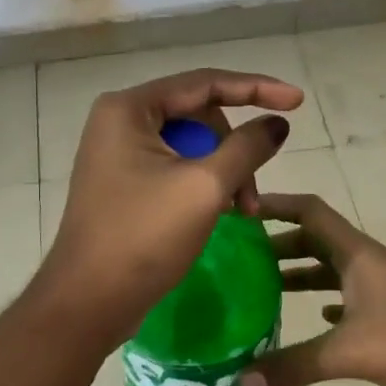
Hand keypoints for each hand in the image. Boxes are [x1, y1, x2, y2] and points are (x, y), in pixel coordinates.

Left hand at [37, 68, 301, 342]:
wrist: (87, 302)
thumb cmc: (144, 238)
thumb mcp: (205, 188)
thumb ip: (246, 147)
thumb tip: (277, 123)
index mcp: (129, 108)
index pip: (204, 83)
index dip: (256, 88)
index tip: (297, 101)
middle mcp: (118, 120)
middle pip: (197, 116)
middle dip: (234, 150)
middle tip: (253, 197)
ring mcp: (117, 153)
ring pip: (188, 145)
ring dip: (222, 172)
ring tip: (241, 213)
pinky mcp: (122, 182)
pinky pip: (172, 166)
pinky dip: (201, 184)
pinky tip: (219, 212)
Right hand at [241, 193, 385, 385]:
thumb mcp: (351, 353)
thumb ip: (295, 366)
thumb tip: (241, 382)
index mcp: (356, 254)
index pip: (309, 211)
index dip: (276, 204)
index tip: (240, 209)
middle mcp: (368, 263)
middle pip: (316, 240)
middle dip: (279, 245)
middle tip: (240, 259)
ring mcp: (385, 288)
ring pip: (333, 270)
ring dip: (301, 275)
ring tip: (265, 289)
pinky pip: (351, 297)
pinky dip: (327, 302)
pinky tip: (317, 320)